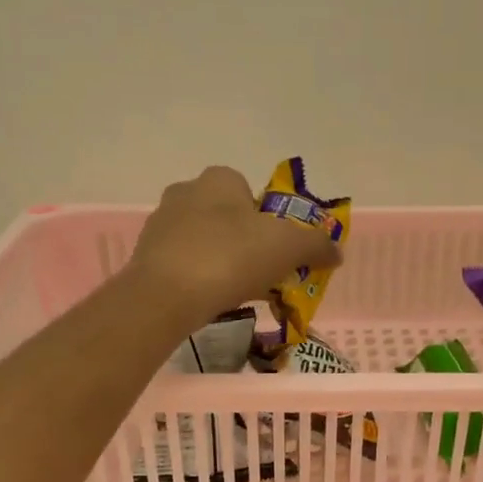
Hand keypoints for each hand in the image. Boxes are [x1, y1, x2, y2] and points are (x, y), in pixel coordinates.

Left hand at [128, 166, 341, 322]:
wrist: (165, 296)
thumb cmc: (230, 258)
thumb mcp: (288, 247)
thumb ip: (316, 245)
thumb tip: (336, 251)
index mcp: (219, 179)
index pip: (250, 191)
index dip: (268, 221)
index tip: (277, 251)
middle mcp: (185, 192)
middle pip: (227, 218)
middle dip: (246, 244)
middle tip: (262, 276)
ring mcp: (160, 225)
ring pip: (204, 242)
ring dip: (222, 263)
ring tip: (236, 294)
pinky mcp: (146, 258)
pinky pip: (184, 266)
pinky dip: (199, 281)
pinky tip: (209, 302)